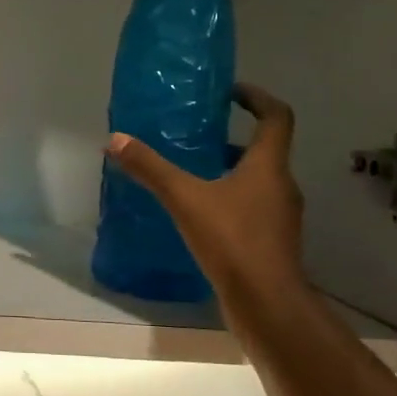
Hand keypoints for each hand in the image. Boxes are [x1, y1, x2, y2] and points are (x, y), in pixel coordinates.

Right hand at [105, 84, 306, 303]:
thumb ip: (150, 168)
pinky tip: (198, 214)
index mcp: (268, 166)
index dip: (257, 97)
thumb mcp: (185, 199)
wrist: (266, 303)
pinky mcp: (270, 242)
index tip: (230, 92)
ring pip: (256, 181)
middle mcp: (281, 185)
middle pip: (265, 149)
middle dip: (233, 138)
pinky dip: (229, 200)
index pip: (276, 116)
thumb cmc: (233, 241)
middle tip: (198, 134)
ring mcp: (279, 216)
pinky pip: (250, 208)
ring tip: (191, 173)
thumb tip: (115, 139)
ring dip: (230, 171)